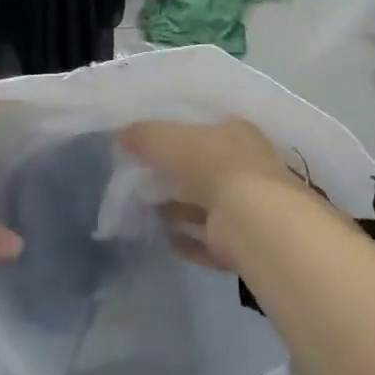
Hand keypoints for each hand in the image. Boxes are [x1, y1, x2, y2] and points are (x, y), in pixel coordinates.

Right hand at [118, 118, 304, 268]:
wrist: (253, 221)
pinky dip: (189, 240)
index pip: (205, 131)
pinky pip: (210, 240)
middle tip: (143, 181)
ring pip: (208, 205)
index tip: (150, 148)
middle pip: (206, 169)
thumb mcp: (168, 140)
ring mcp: (250, 207)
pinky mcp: (245, 242)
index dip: (178, 138)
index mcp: (237, 134)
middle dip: (176, 176)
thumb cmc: (212, 165)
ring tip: (147, 211)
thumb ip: (144, 136)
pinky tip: (166, 240)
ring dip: (180, 209)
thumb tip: (122, 136)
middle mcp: (248, 167)